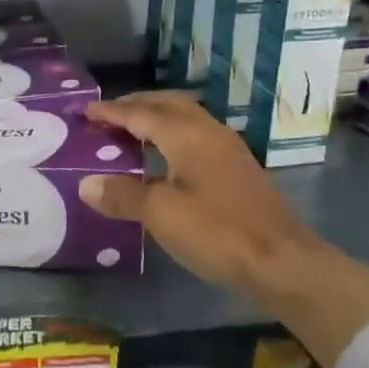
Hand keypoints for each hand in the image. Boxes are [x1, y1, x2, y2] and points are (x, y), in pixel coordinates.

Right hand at [78, 93, 368, 367]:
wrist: (282, 262)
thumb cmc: (217, 232)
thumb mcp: (160, 214)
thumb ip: (122, 195)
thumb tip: (87, 184)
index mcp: (186, 135)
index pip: (140, 113)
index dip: (111, 112)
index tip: (86, 112)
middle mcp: (208, 132)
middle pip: (167, 105)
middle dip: (136, 105)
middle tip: (108, 115)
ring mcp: (228, 150)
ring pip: (186, 118)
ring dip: (157, 118)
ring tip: (132, 131)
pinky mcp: (238, 169)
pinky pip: (196, 136)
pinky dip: (172, 135)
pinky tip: (166, 157)